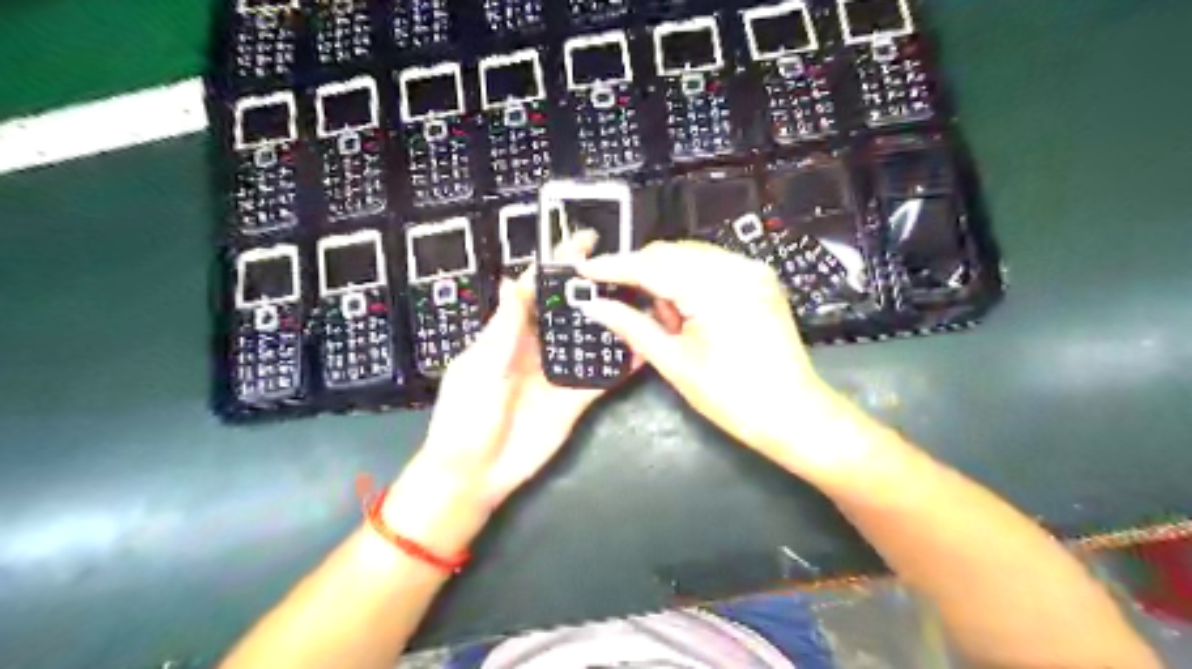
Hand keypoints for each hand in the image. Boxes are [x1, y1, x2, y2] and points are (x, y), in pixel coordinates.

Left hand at [387, 230, 636, 553]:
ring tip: (642, 299)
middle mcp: (538, 347)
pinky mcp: (576, 399)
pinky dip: (621, 365)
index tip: (583, 242)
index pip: (536, 291)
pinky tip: (643, 349)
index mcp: (509, 333)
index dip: (557, 266)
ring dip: (611, 321)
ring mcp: (559, 373)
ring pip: (589, 340)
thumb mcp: (479, 368)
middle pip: (568, 310)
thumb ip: (503, 329)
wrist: (474, 473)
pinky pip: (602, 378)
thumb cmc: (466, 416)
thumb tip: (512, 282)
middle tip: (625, 268)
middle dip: (592, 287)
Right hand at [577, 243, 836, 466]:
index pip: (651, 266)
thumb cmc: (732, 396)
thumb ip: (632, 326)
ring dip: (667, 279)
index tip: (584, 270)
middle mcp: (736, 267)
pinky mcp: (758, 278)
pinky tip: (689, 313)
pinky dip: (690, 281)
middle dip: (642, 274)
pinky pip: (711, 265)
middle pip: (671, 253)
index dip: (614, 267)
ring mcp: (751, 270)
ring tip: (669, 322)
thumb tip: (595, 306)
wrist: (792, 413)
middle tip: (624, 305)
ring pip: (690, 256)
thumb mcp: (675, 363)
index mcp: (714, 289)